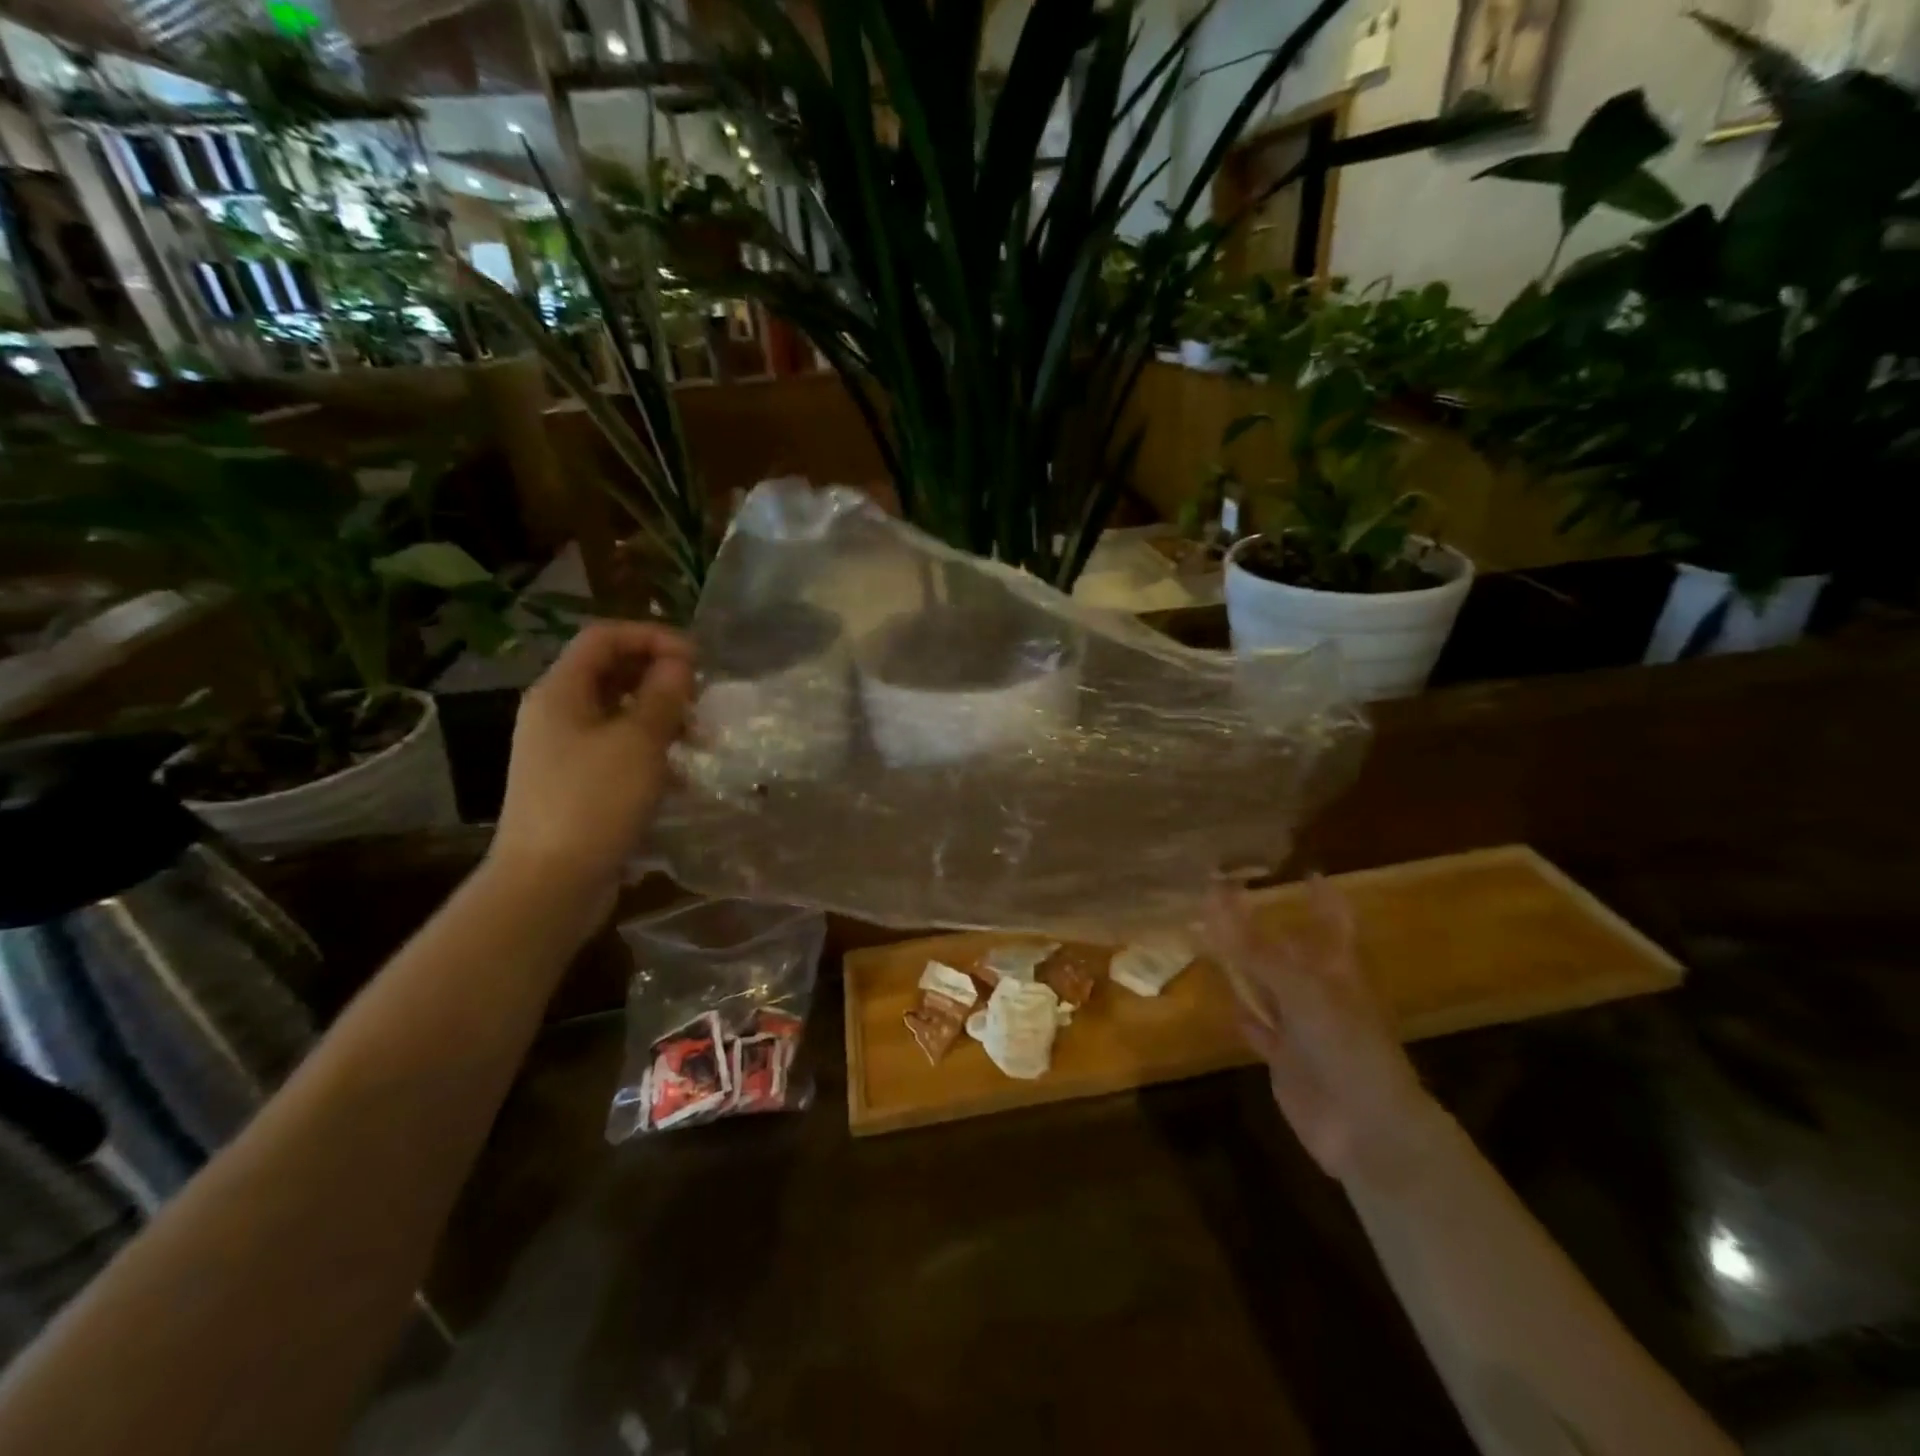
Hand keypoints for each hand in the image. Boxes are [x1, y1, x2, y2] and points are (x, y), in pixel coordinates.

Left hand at [488, 622, 694, 910]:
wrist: (549, 884)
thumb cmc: (593, 803)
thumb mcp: (638, 743)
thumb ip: (663, 696)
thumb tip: (679, 664)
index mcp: (560, 692)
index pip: (604, 637)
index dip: (653, 637)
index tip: (697, 660)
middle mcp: (557, 714)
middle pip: (612, 673)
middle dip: (661, 678)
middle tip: (701, 699)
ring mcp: (565, 751)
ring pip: (620, 714)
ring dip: (662, 717)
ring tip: (701, 739)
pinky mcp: (578, 784)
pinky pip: (619, 750)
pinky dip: (651, 751)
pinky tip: (681, 775)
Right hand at [1204, 877, 1444, 1190]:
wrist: (1366, 1128)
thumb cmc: (1345, 1046)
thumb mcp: (1300, 989)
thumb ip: (1255, 947)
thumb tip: (1215, 896)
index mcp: (1338, 970)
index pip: (1332, 921)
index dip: (1322, 896)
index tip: (1305, 871)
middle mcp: (1321, 993)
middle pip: (1291, 952)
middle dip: (1265, 929)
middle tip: (1228, 900)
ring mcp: (1304, 1028)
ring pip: (1270, 988)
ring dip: (1246, 968)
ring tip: (1213, 941)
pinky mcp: (1287, 1059)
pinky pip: (1262, 1031)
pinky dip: (1246, 1018)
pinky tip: (1228, 1007)